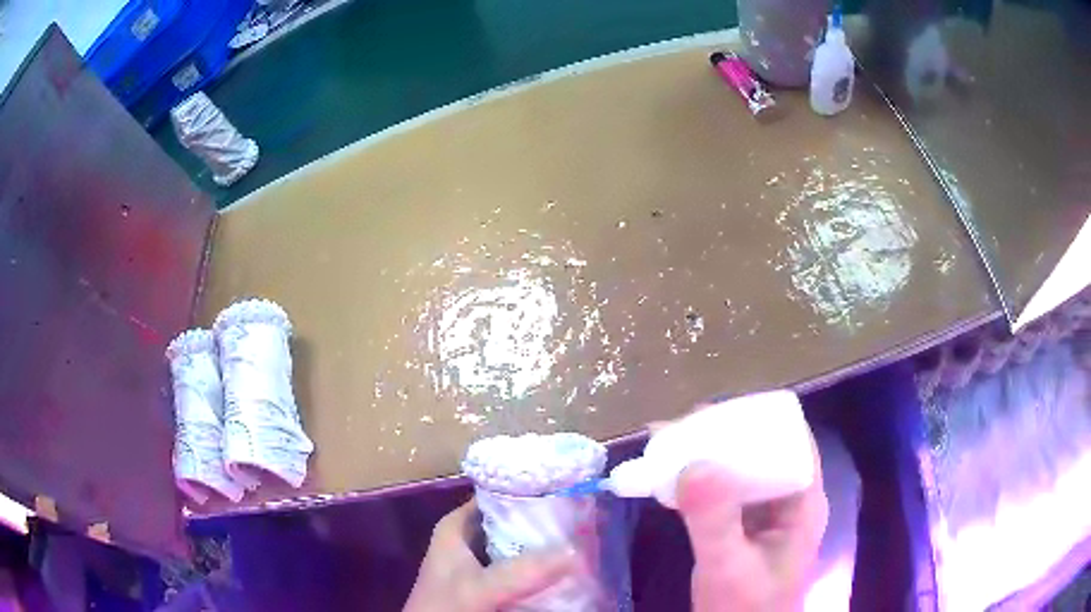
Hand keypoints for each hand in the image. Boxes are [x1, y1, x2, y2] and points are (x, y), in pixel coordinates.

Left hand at [404, 500, 579, 611]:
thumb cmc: (444, 607)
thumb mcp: (478, 587)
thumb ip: (520, 571)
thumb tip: (575, 551)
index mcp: (458, 526)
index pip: (497, 494)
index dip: (531, 490)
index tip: (569, 489)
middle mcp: (470, 538)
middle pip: (514, 520)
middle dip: (547, 522)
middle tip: (586, 519)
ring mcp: (482, 562)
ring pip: (521, 545)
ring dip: (548, 546)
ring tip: (585, 539)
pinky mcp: (492, 583)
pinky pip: (523, 568)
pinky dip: (543, 568)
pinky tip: (568, 567)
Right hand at [676, 431, 827, 610]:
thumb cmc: (743, 608)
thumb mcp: (728, 567)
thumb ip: (715, 521)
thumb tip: (694, 464)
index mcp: (803, 502)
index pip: (791, 442)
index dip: (757, 421)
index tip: (712, 413)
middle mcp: (788, 501)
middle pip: (763, 451)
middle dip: (722, 436)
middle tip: (678, 428)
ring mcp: (765, 516)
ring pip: (741, 470)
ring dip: (708, 456)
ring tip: (668, 444)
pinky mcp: (743, 528)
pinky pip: (724, 493)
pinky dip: (699, 482)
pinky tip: (670, 477)